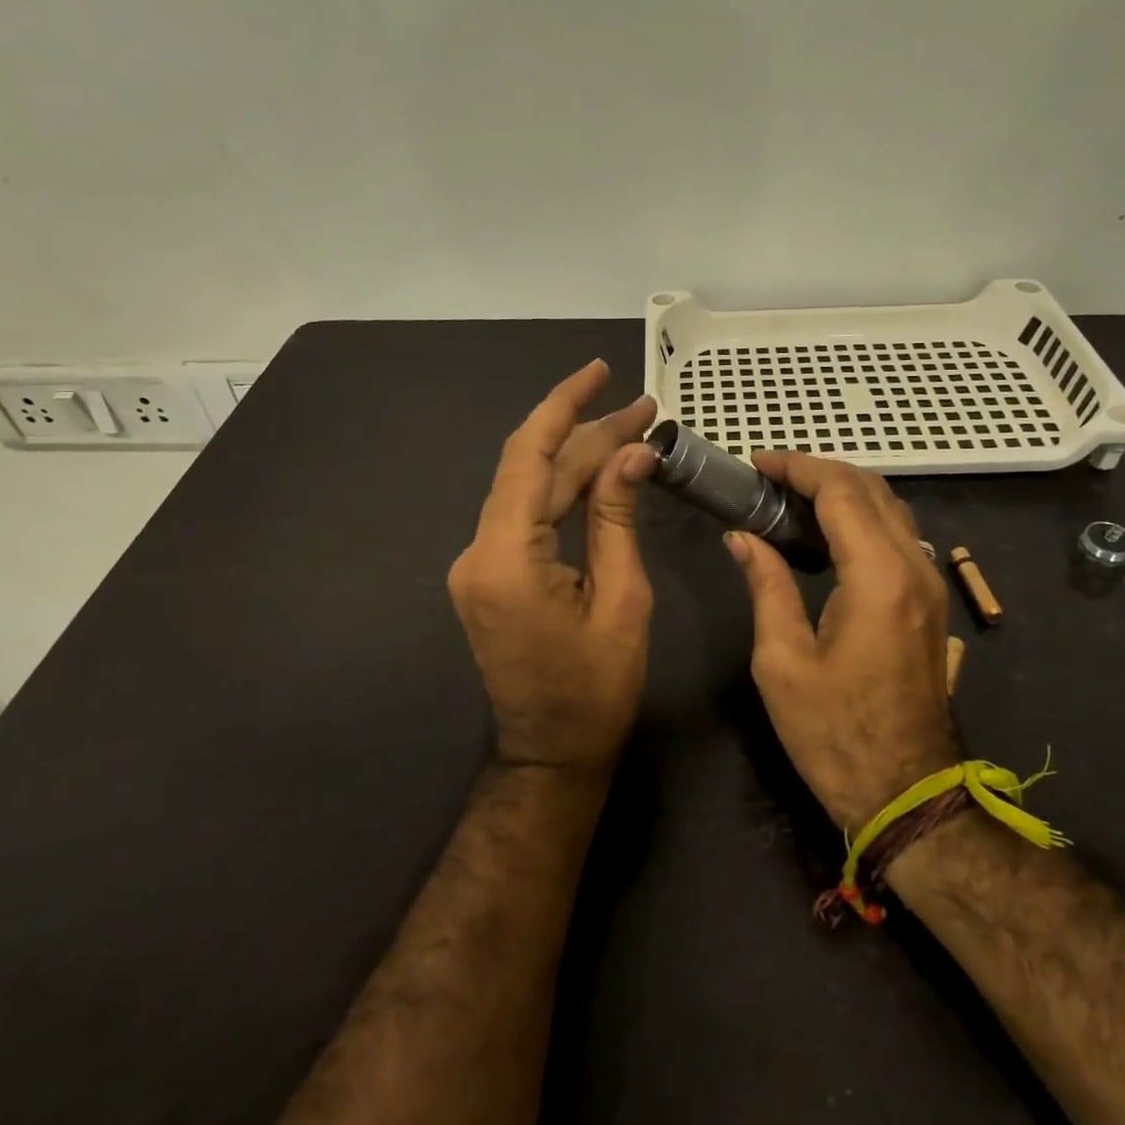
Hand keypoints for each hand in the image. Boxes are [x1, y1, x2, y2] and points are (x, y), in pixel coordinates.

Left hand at [448, 360, 658, 774]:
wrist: (552, 753)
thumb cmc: (596, 689)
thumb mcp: (622, 599)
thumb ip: (618, 518)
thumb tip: (633, 453)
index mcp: (505, 557)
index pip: (531, 457)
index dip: (564, 406)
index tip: (600, 371)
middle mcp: (478, 551)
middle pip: (534, 469)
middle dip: (589, 434)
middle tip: (646, 411)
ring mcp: (478, 563)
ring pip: (530, 489)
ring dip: (580, 460)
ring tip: (634, 432)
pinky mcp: (489, 574)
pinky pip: (527, 516)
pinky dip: (565, 492)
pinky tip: (602, 474)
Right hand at [725, 454, 960, 830]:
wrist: (907, 796)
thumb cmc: (834, 733)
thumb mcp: (782, 661)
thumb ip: (766, 585)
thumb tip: (742, 537)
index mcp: (878, 577)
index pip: (841, 490)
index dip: (796, 467)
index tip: (754, 465)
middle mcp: (916, 568)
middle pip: (871, 489)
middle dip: (818, 472)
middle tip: (767, 480)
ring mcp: (931, 585)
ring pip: (890, 509)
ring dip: (842, 492)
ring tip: (789, 501)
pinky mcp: (930, 604)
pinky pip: (898, 537)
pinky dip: (861, 518)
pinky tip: (826, 536)